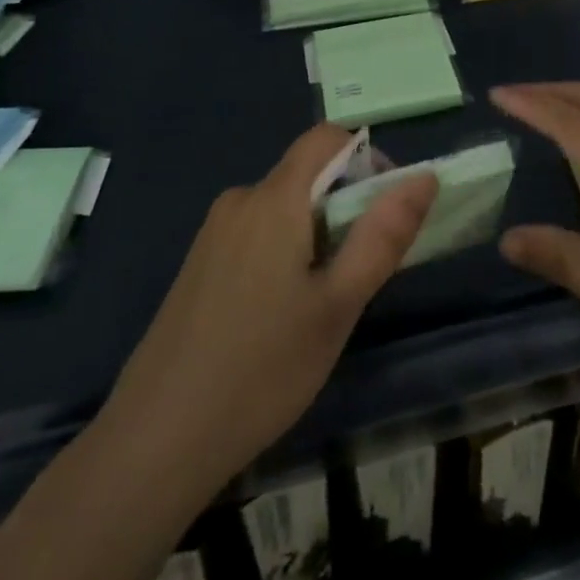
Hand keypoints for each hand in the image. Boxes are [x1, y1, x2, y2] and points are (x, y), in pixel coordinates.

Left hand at [103, 123, 437, 488]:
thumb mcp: (338, 305)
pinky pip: (256, 234)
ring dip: (314, 236)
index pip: (327, 138)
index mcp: (274, 198)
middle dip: (344, 209)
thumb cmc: (262, 369)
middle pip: (306, 176)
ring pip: (283, 209)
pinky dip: (283, 254)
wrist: (155, 442)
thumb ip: (383, 235)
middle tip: (355, 277)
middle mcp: (240, 200)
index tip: (385, 211)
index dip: (366, 158)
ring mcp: (213, 233)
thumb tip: (424, 177)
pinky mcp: (198, 264)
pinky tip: (277, 320)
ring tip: (318, 307)